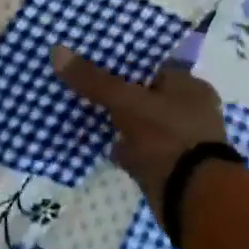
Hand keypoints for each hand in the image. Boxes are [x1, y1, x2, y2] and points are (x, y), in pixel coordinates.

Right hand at [51, 45, 229, 219]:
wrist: (191, 199)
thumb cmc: (167, 137)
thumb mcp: (126, 102)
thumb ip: (93, 80)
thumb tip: (56, 50)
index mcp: (191, 87)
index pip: (153, 67)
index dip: (124, 64)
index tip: (94, 61)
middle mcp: (191, 111)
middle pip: (146, 96)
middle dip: (119, 95)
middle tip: (85, 87)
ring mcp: (182, 142)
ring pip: (141, 124)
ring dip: (120, 124)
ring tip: (86, 113)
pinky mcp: (170, 168)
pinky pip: (140, 150)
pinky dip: (124, 148)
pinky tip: (101, 144)